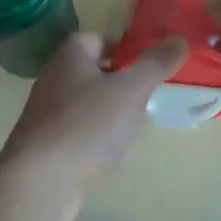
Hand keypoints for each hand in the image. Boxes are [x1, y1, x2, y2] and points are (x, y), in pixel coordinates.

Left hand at [0, 31, 188, 220]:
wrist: (40, 181)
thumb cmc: (87, 125)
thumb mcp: (131, 90)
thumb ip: (156, 64)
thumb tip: (180, 39)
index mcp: (69, 57)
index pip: (95, 39)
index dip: (122, 47)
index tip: (146, 64)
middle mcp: (53, 80)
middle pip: (91, 73)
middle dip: (120, 83)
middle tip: (147, 97)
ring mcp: (46, 115)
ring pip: (86, 105)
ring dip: (110, 113)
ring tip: (134, 128)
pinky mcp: (45, 147)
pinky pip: (78, 134)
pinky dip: (96, 139)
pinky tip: (112, 155)